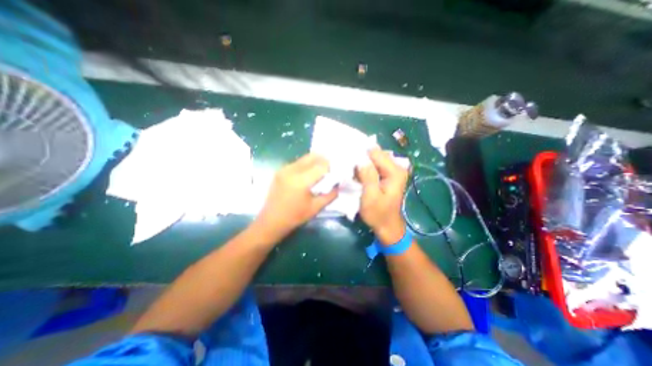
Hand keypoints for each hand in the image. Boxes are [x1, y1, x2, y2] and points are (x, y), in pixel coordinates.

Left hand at [255, 153, 338, 239]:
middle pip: (312, 157)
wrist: (271, 221)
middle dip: (324, 160)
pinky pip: (297, 163)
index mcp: (301, 181)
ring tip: (321, 171)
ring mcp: (284, 169)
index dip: (331, 166)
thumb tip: (339, 185)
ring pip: (304, 158)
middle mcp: (291, 170)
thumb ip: (330, 195)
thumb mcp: (315, 208)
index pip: (321, 166)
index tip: (337, 171)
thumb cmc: (294, 217)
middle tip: (330, 168)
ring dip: (315, 161)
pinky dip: (306, 165)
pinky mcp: (280, 171)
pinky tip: (308, 174)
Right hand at [356, 147, 405, 244]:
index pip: (375, 153)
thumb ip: (367, 176)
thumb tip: (361, 159)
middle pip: (375, 154)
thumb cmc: (378, 214)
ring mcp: (392, 171)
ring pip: (373, 159)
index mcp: (395, 172)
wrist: (386, 226)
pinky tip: (358, 175)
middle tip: (350, 168)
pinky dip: (365, 168)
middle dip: (361, 159)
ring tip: (353, 173)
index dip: (361, 156)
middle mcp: (396, 167)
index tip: (349, 162)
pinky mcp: (387, 175)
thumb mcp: (370, 196)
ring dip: (362, 164)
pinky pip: (374, 165)